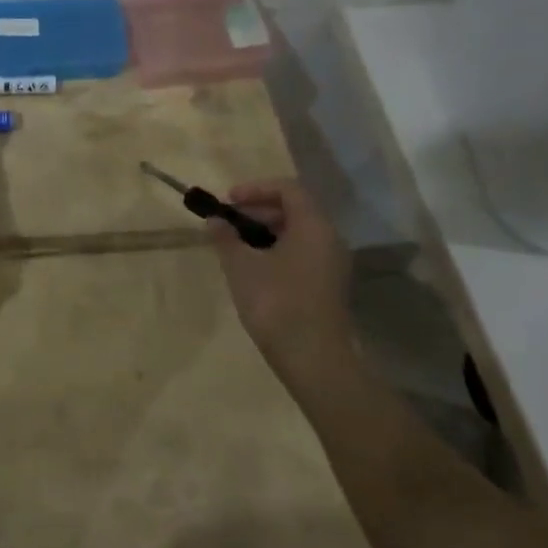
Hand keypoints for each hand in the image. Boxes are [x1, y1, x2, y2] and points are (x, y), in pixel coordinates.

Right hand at [207, 178, 352, 367]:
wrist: (313, 359)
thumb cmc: (276, 303)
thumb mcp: (241, 266)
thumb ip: (226, 238)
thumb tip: (215, 221)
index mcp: (313, 226)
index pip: (287, 189)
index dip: (255, 188)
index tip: (227, 201)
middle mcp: (329, 239)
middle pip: (294, 209)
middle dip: (257, 210)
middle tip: (226, 224)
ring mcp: (331, 264)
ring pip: (297, 233)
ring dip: (264, 232)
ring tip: (234, 246)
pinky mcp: (327, 285)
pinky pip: (301, 253)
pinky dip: (276, 250)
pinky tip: (252, 268)